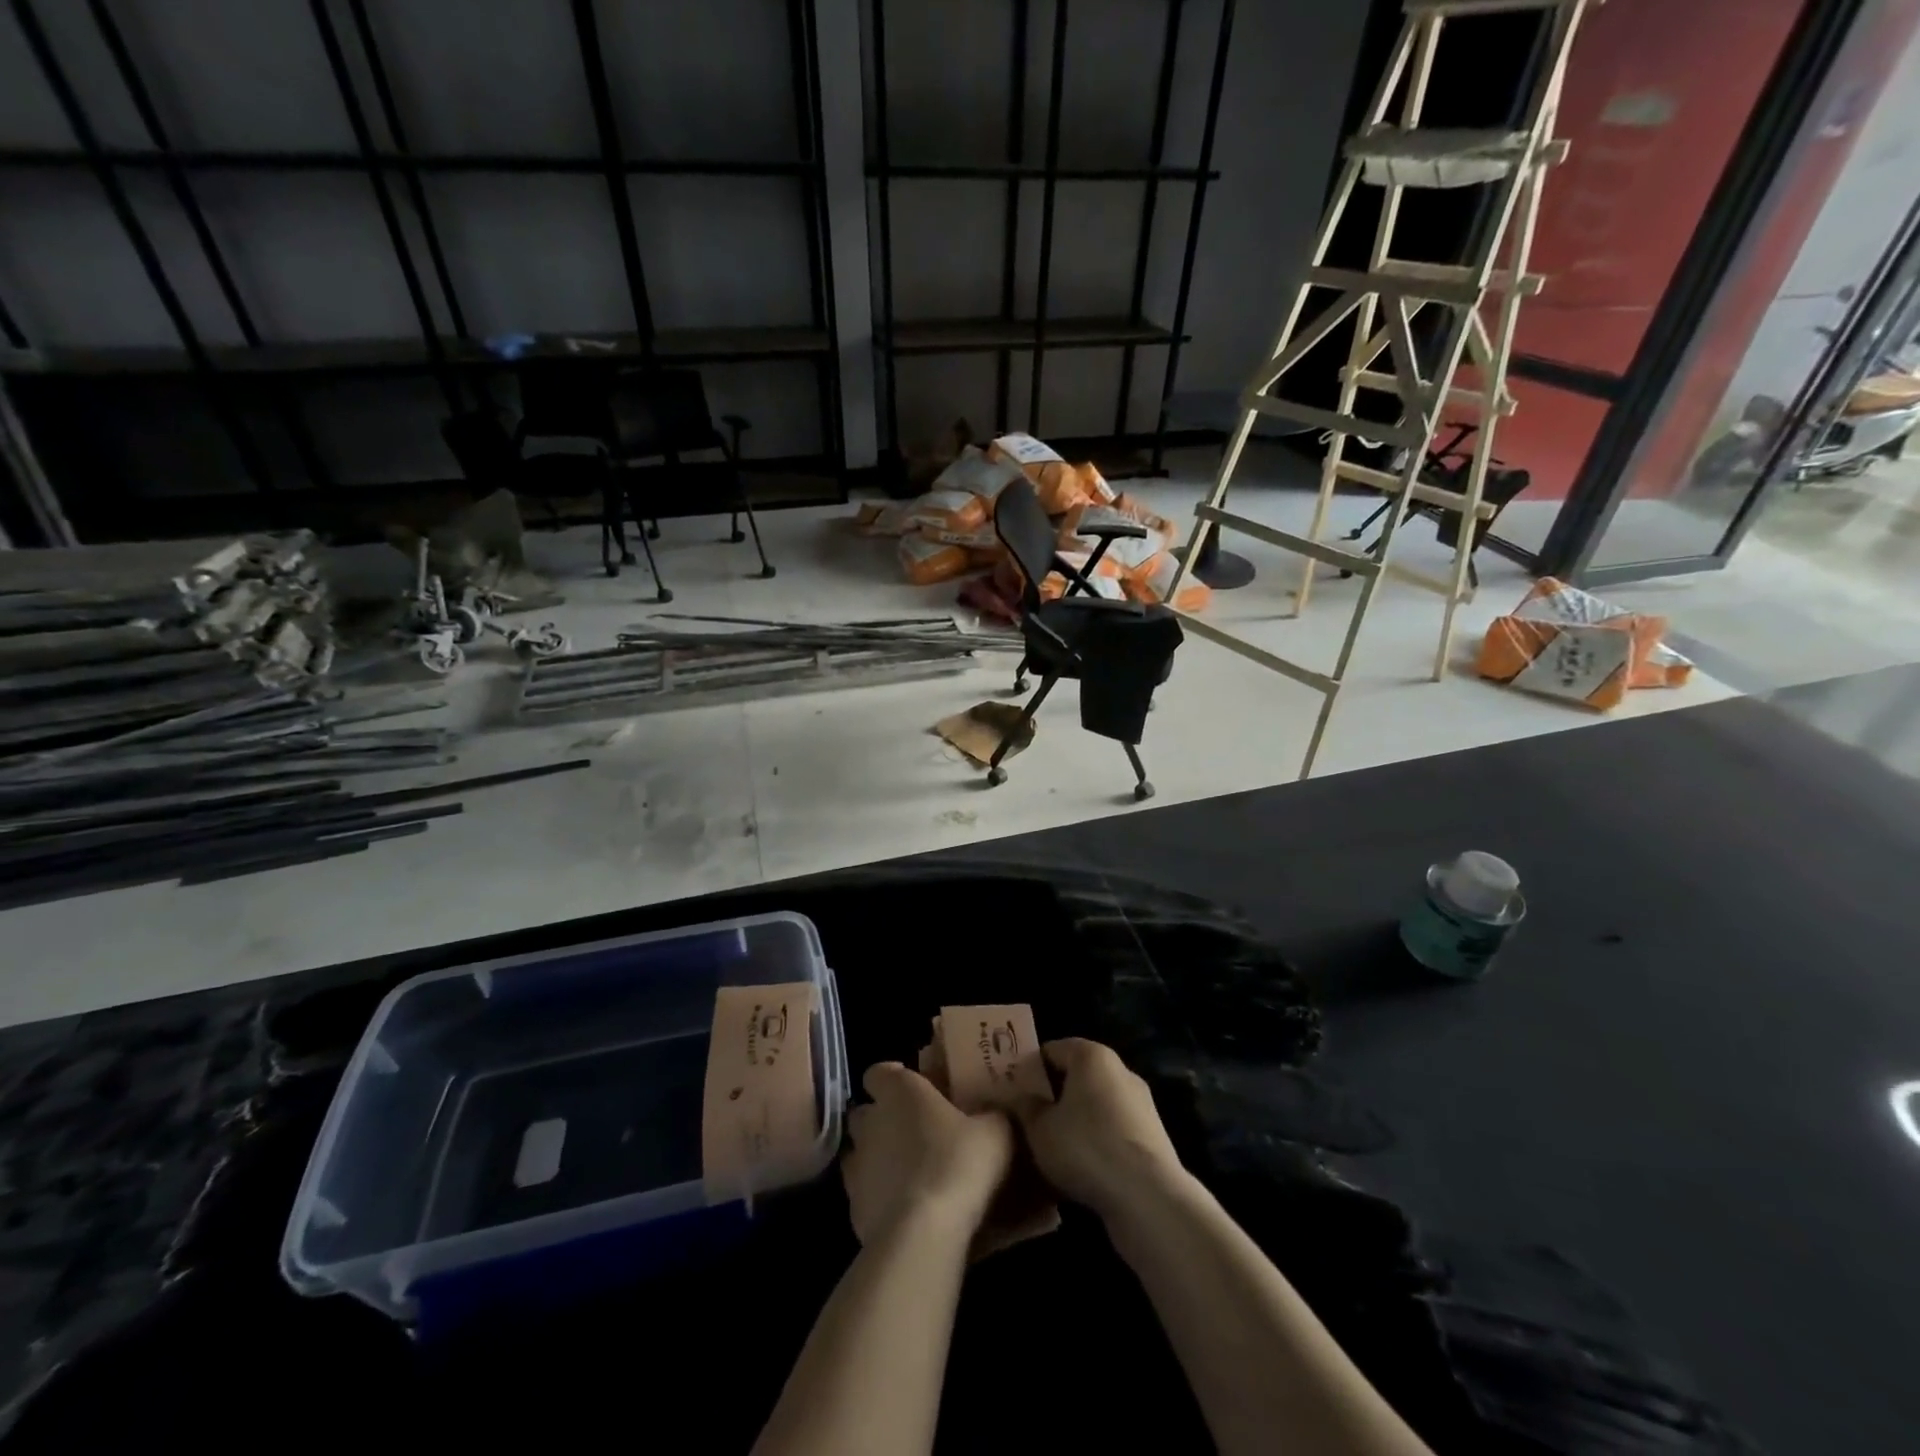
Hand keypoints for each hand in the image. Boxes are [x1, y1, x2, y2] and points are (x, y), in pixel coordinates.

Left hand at [842, 1062, 1015, 1245]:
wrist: (923, 1232)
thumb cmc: (959, 1163)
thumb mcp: (995, 1131)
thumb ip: (990, 1115)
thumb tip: (992, 1114)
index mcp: (900, 1091)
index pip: (879, 1072)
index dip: (893, 1078)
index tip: (914, 1089)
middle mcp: (871, 1121)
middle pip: (866, 1112)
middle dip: (882, 1118)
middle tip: (914, 1130)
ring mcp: (856, 1165)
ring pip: (860, 1152)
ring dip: (877, 1157)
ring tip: (908, 1172)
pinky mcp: (853, 1207)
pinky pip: (863, 1192)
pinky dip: (878, 1196)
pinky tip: (904, 1208)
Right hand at [1015, 1039, 1187, 1221]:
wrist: (1147, 1197)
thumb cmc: (1085, 1147)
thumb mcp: (1039, 1129)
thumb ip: (1025, 1107)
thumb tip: (1019, 1097)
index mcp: (1091, 1055)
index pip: (1052, 1050)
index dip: (1029, 1069)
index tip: (1012, 1092)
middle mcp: (1120, 1070)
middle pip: (1076, 1075)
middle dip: (1052, 1094)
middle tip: (1027, 1119)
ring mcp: (1140, 1103)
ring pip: (1095, 1104)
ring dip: (1075, 1119)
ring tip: (1051, 1147)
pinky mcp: (1152, 1135)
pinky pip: (1113, 1129)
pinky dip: (1096, 1140)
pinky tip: (1080, 1166)